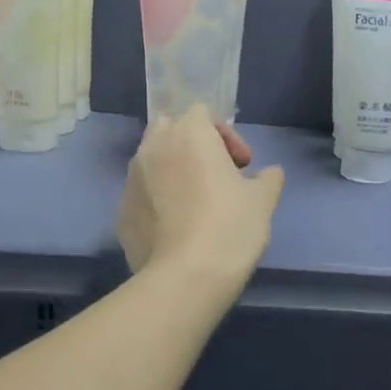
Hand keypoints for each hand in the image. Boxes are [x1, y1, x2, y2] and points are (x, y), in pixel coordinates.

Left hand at [116, 107, 283, 293]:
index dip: (225, 135)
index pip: (202, 113)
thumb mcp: (263, 200)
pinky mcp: (121, 213)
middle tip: (216, 175)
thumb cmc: (231, 226)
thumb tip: (270, 174)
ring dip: (172, 172)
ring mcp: (131, 181)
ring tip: (195, 204)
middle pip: (169, 130)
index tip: (242, 165)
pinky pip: (142, 196)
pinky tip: (178, 230)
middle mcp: (153, 148)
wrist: (186, 276)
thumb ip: (268, 178)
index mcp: (189, 134)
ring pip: (151, 162)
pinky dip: (158, 202)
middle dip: (191, 146)